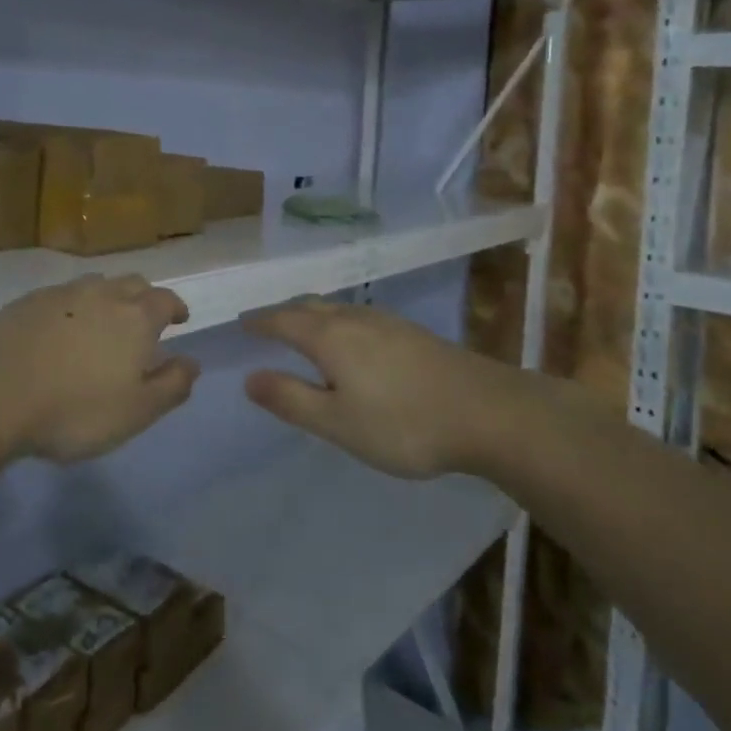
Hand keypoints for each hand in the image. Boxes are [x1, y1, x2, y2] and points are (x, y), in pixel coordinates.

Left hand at [0, 273, 197, 462]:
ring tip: (101, 323)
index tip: (179, 319)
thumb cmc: (74, 409)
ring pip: (94, 285)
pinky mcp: (25, 302)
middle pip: (132, 283)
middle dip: (143, 298)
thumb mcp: (136, 412)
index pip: (166, 299)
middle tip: (142, 321)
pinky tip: (59, 331)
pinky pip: (60, 297)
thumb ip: (171, 385)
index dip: (176, 307)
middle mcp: (102, 294)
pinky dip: (70, 308)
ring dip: (106, 299)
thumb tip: (192, 362)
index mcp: (136, 317)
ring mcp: (60, 294)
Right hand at [242, 299, 498, 477]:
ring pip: (337, 308)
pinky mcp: (412, 333)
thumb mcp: (337, 422)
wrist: (488, 412)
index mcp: (329, 336)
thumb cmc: (403, 423)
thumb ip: (291, 399)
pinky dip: (339, 322)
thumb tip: (250, 378)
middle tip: (267, 325)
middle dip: (284, 314)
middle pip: (309, 306)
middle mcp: (354, 318)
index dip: (260, 321)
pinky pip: (359, 317)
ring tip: (303, 330)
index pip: (282, 320)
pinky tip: (352, 342)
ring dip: (313, 315)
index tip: (242, 323)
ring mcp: (387, 322)